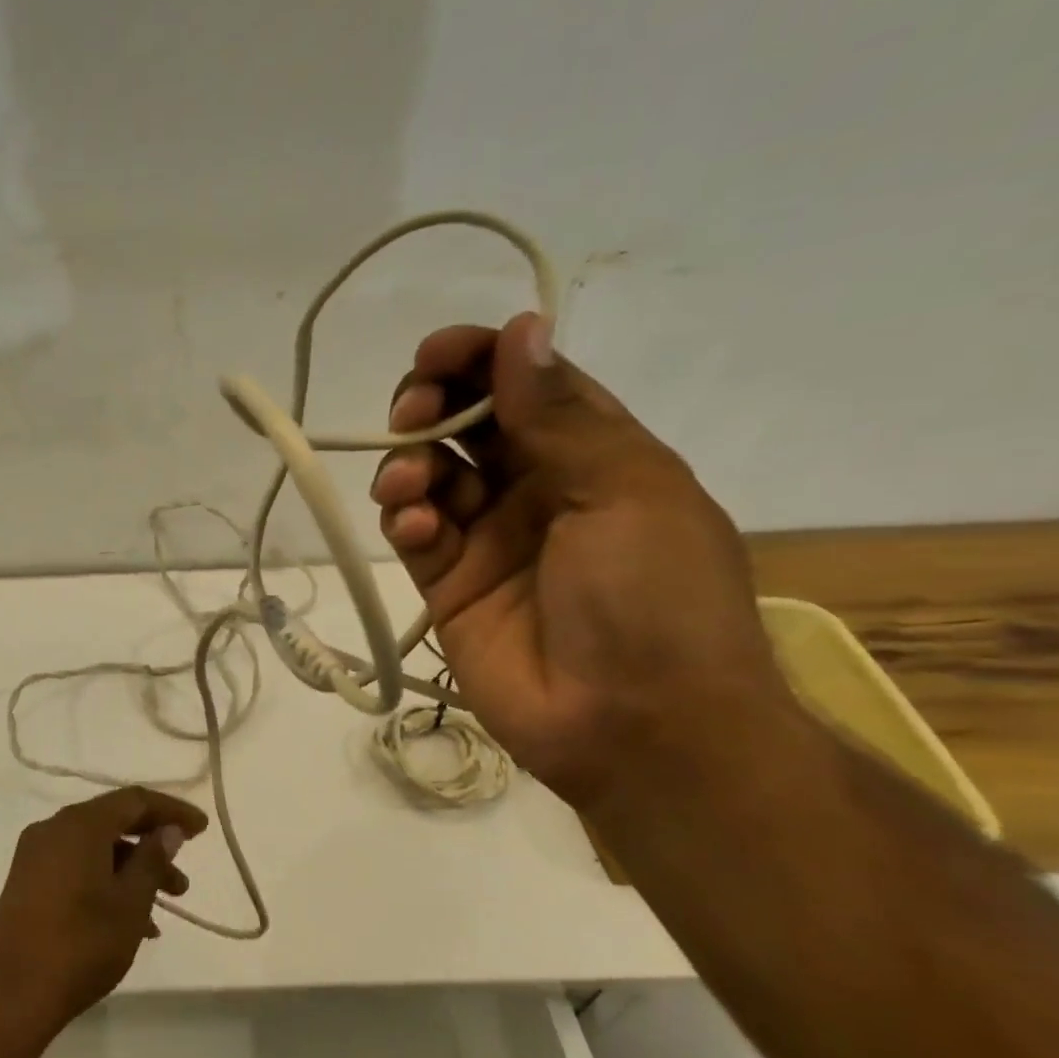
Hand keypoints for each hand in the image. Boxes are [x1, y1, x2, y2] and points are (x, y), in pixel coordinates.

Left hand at [0, 787, 207, 1034]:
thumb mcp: (129, 902)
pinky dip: (107, 884)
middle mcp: (54, 829)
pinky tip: (132, 924)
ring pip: (96, 850)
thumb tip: (167, 831)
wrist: (10, 995)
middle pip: (114, 823)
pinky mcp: (27, 884)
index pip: (135, 800)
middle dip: (153, 847)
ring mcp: (36, 857)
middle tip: (183, 879)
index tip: (202, 829)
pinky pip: (77, 869)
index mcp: (79, 824)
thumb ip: (152, 860)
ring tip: (165, 908)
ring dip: (132, 871)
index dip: (172, 811)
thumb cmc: (80, 943)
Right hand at [370, 312, 791, 809]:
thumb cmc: (653, 599)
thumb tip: (521, 331)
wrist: (634, 726)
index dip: (480, 360)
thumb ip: (559, 416)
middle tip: (415, 412)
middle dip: (433, 406)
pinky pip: (415, 535)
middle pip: (468, 425)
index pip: (526, 386)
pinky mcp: (448, 587)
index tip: (435, 352)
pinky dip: (405, 519)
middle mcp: (536, 490)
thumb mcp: (625, 491)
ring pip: (430, 475)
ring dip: (410, 463)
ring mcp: (487, 540)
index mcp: (594, 456)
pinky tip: (417, 528)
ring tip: (410, 485)